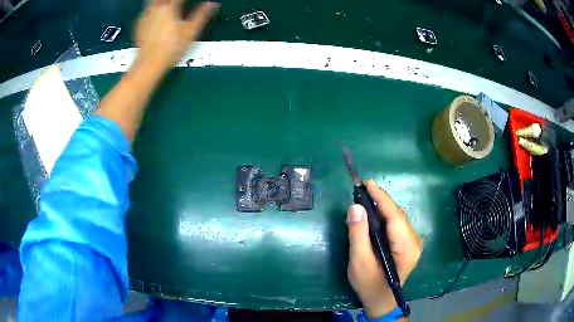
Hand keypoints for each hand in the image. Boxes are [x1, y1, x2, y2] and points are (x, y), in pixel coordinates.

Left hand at [135, 0, 219, 70]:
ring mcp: (146, 16)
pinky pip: (147, 10)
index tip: (191, 1)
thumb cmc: (170, 48)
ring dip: (162, 2)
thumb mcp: (191, 31)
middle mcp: (156, 8)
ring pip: (153, 1)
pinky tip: (158, 14)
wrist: (149, 64)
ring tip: (169, 6)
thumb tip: (213, 4)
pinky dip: (154, 8)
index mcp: (169, 7)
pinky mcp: (140, 24)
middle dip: (172, 1)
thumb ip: (202, 14)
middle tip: (179, 3)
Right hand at [346, 180, 421, 317]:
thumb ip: (358, 235)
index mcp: (407, 247)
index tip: (367, 183)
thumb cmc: (370, 285)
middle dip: (380, 201)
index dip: (382, 198)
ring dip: (382, 208)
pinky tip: (373, 216)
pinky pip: (397, 225)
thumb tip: (355, 207)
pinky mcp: (408, 244)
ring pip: (397, 218)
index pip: (395, 216)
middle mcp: (414, 241)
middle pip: (398, 215)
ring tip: (364, 201)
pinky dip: (384, 217)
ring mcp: (413, 242)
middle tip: (361, 191)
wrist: (381, 301)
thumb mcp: (359, 261)